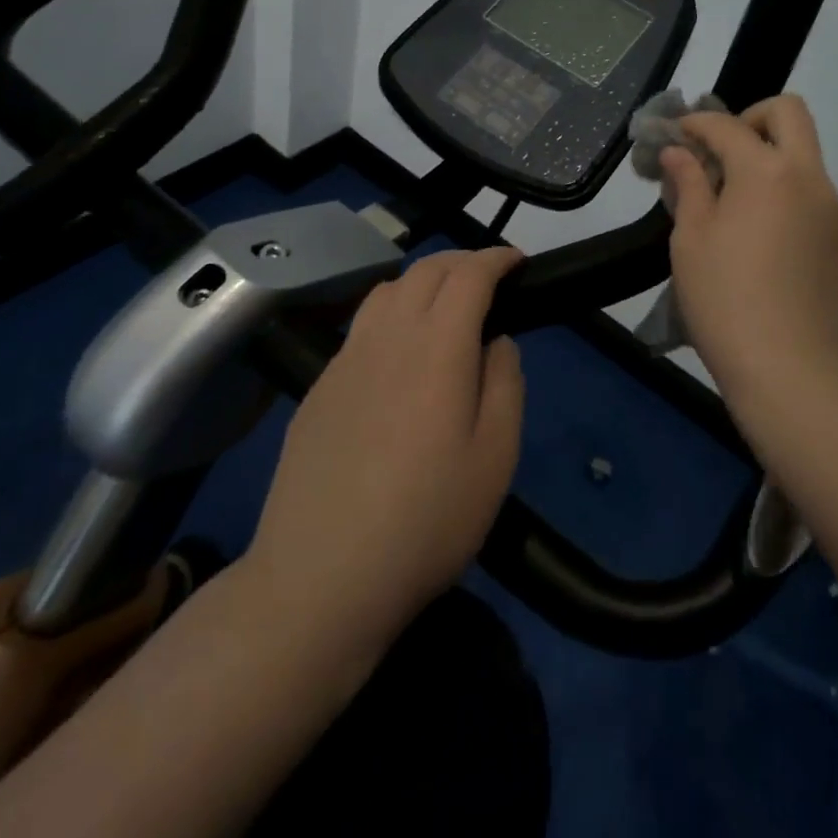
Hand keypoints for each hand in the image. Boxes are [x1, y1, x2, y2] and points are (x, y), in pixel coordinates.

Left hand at [242, 247, 524, 660]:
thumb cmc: (425, 520)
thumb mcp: (495, 457)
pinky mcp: (319, 388)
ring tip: (445, 306)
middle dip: (462, 261)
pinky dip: (392, 313)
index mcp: (436, 346)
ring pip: (386, 291)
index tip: (518, 261)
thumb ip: (505, 384)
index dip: (496, 258)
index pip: (468, 275)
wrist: (319, 578)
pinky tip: (399, 353)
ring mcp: (345, 360)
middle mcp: (387, 337)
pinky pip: (361, 326)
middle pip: (425, 270)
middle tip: (490, 279)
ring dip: (423, 281)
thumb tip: (497, 341)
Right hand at [662, 96, 837, 415]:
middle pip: (789, 113)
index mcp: (767, 171)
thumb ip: (688, 185)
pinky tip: (757, 233)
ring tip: (731, 200)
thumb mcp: (691, 240)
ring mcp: (832, 208)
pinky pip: (810, 193)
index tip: (673, 135)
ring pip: (803, 155)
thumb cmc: (725, 300)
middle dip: (749, 117)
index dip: (695, 123)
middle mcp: (809, 177)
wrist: (791, 370)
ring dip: (767, 157)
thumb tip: (678, 153)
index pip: (727, 125)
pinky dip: (782, 191)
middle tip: (719, 151)